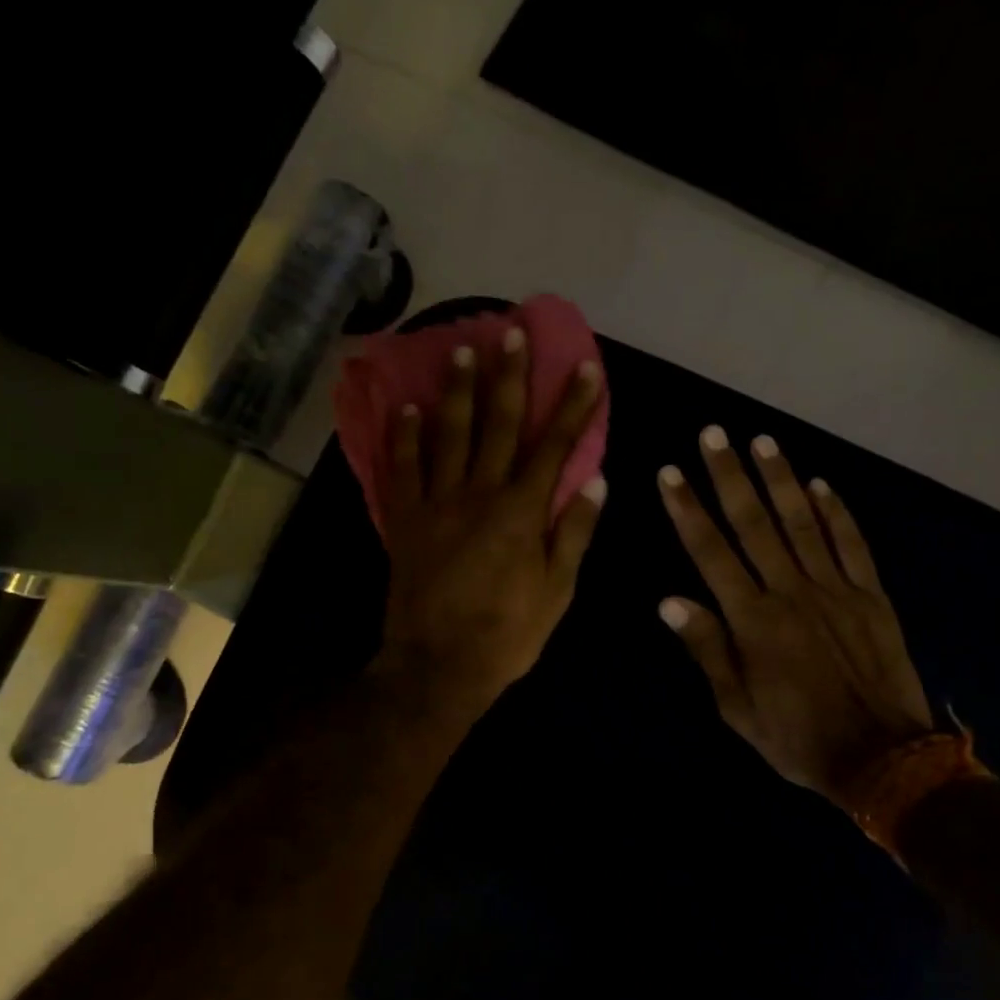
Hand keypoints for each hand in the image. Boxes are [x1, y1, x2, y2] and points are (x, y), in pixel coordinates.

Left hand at [377, 327, 607, 716]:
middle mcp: (479, 494)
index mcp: (521, 512)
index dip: (573, 405)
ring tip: (462, 349)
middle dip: (510, 377)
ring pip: (449, 434)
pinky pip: (403, 468)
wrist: (438, 667)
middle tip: (512, 332)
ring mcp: (437, 503)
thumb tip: (596, 480)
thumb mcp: (557, 592)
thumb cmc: (507, 634)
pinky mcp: (405, 519)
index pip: (555, 446)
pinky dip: (405, 436)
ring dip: (457, 390)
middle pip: (499, 425)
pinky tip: (408, 406)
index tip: (585, 368)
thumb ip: (574, 533)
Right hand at [658, 427, 932, 806]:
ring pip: (803, 523)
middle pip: (754, 523)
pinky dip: (836, 512)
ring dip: (781, 479)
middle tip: (714, 434)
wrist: (882, 758)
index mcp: (752, 620)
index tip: (671, 474)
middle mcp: (791, 592)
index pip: (711, 553)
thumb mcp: (737, 707)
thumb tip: (669, 600)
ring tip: (762, 441)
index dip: (688, 510)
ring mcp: (836, 589)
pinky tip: (821, 483)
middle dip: (729, 476)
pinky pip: (852, 545)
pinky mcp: (871, 596)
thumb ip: (706, 649)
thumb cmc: (797, 737)